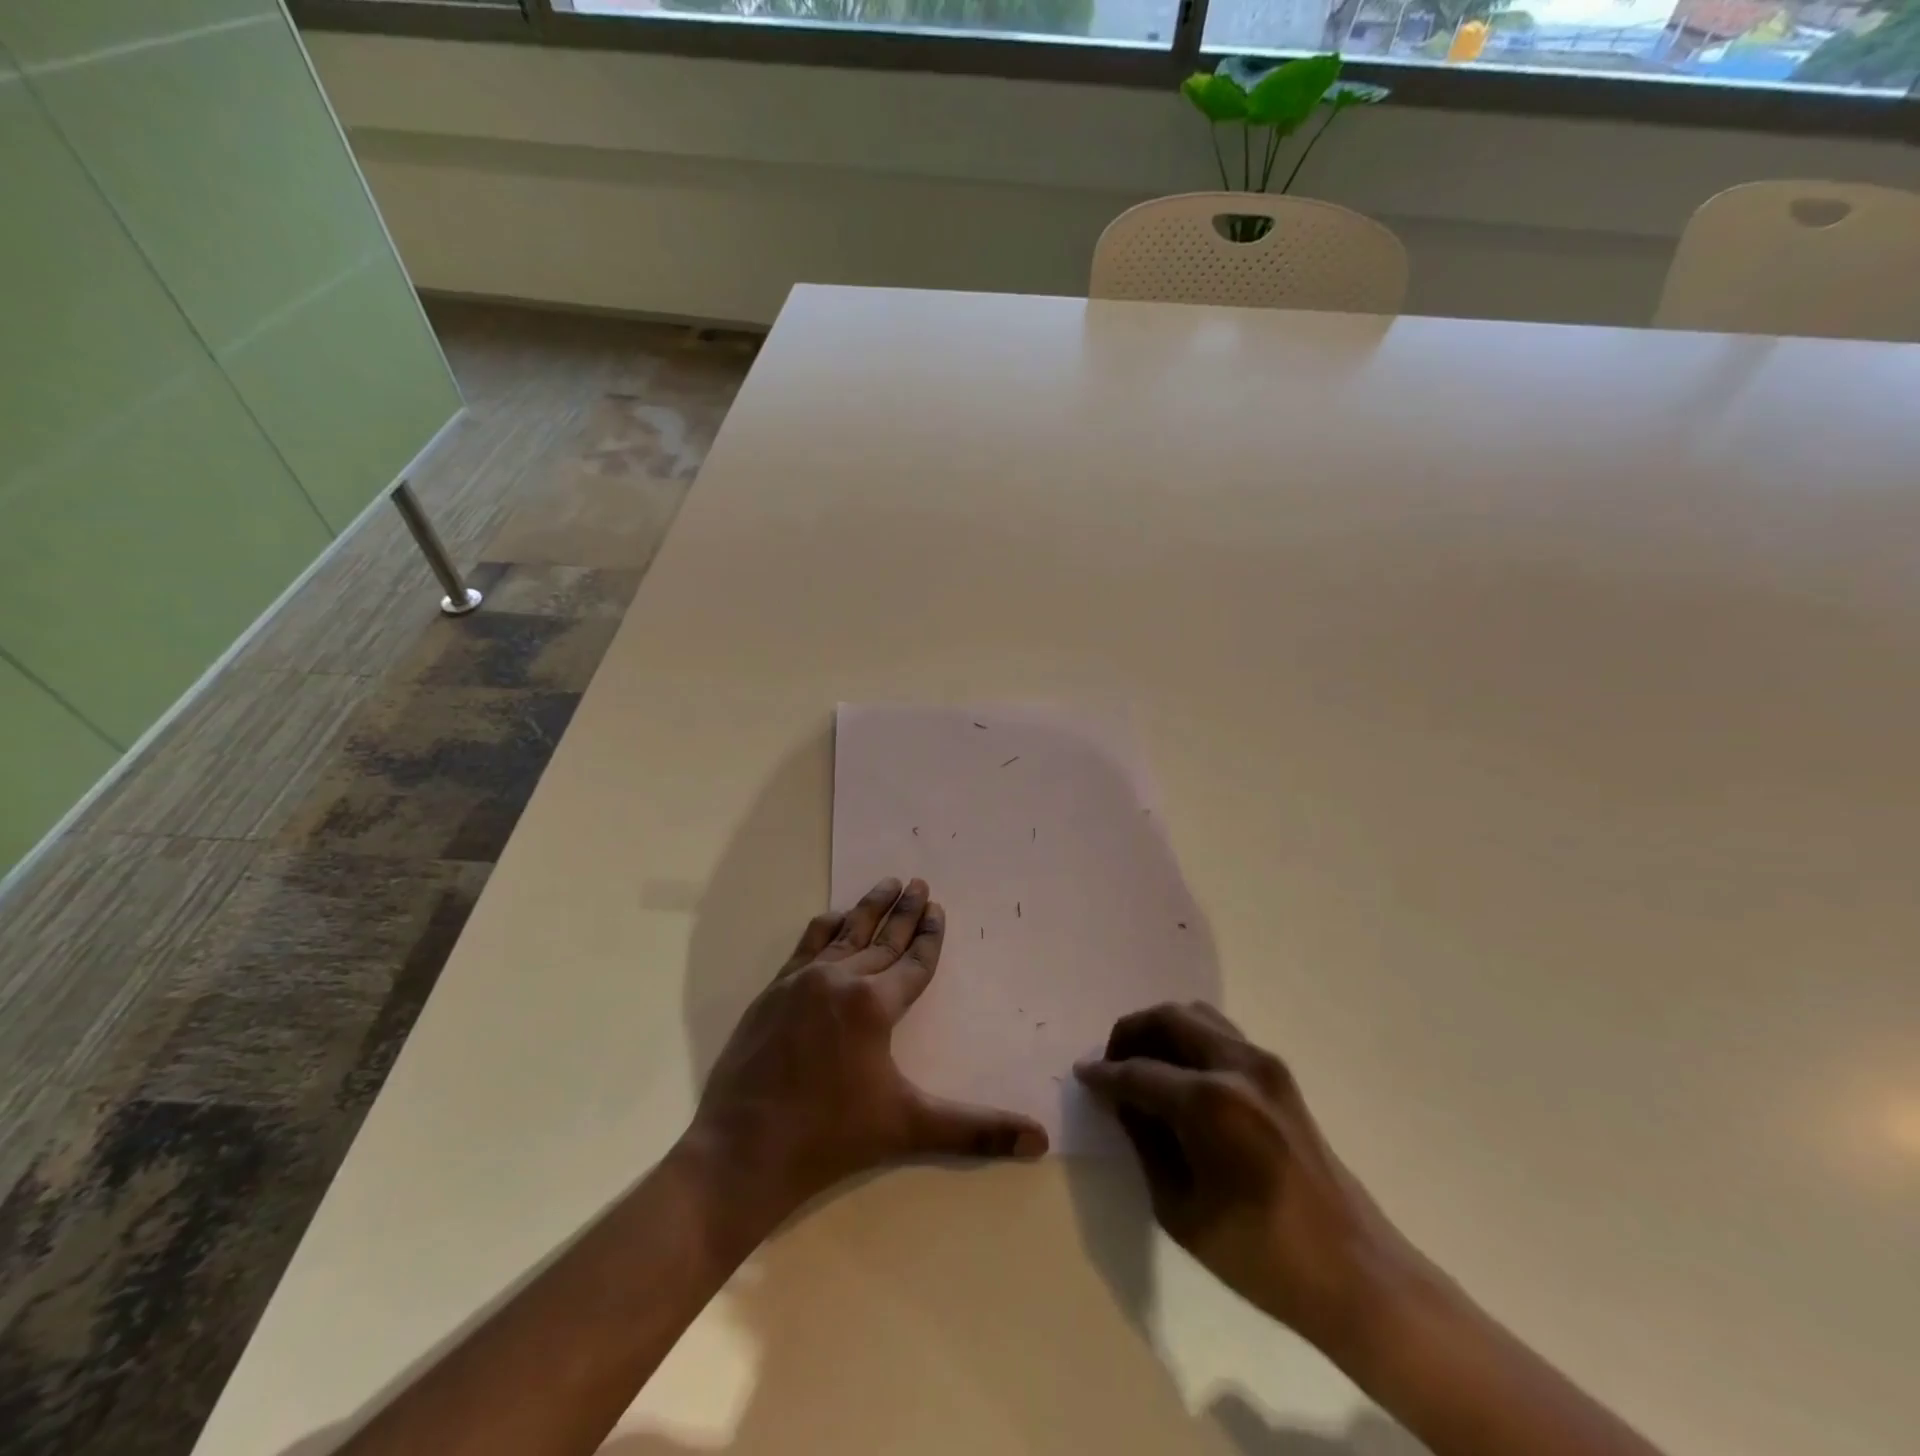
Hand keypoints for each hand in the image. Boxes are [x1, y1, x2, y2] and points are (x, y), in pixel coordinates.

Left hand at [685, 877, 1047, 1227]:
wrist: (742, 1150)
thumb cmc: (831, 1137)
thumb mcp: (908, 1127)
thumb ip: (975, 1129)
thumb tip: (1041, 1140)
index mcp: (874, 1005)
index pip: (913, 961)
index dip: (930, 935)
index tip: (938, 907)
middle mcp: (841, 980)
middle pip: (883, 938)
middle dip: (904, 911)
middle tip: (918, 882)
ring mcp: (803, 981)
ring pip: (846, 933)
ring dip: (869, 908)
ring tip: (887, 884)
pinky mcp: (774, 990)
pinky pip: (808, 945)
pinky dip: (827, 927)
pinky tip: (834, 917)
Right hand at [1075, 1002, 1421, 1356]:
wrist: (1355, 1272)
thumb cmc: (1261, 1255)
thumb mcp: (1181, 1210)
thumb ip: (1145, 1142)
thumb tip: (1123, 1101)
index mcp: (1209, 1103)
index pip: (1138, 1072)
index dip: (1104, 1075)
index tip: (1082, 1076)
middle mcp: (1236, 1066)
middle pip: (1167, 1018)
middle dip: (1130, 1033)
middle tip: (1111, 1064)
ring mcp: (1263, 1063)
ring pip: (1196, 1015)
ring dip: (1161, 1030)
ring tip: (1143, 1065)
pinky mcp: (1279, 1072)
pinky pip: (1221, 1033)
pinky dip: (1190, 1038)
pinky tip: (1179, 1074)